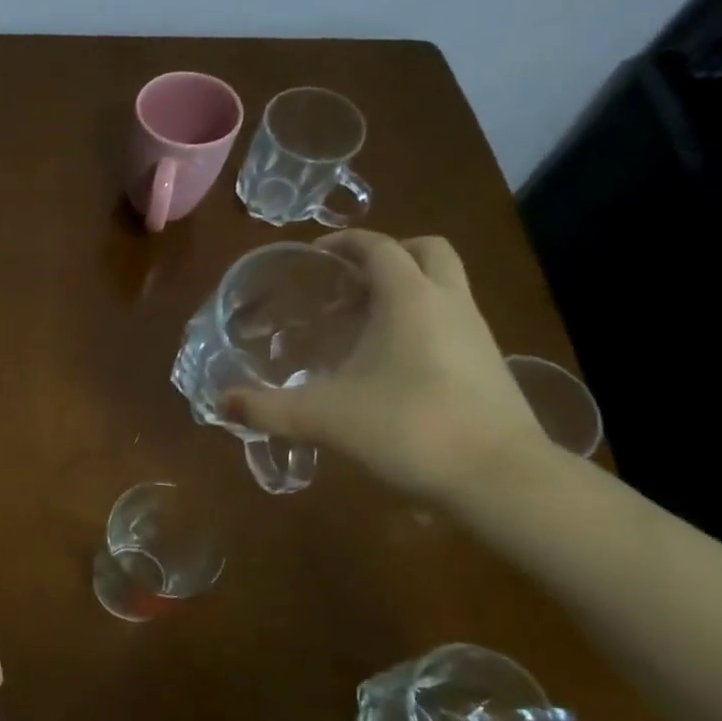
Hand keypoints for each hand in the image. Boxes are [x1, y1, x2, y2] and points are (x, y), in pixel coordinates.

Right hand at [223, 230, 548, 503]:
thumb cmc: (408, 428)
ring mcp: (477, 333)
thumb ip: (267, 409)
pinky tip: (390, 365)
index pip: (377, 247)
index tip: (312, 255)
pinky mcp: (489, 365)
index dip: (343, 243)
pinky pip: (451, 322)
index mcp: (409, 299)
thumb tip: (221, 403)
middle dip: (386, 256)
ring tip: (360, 325)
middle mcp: (449, 303)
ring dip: (405, 290)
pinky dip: (421, 324)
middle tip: (346, 283)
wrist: (499, 477)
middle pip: (425, 252)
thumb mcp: (323, 418)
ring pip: (443, 287)